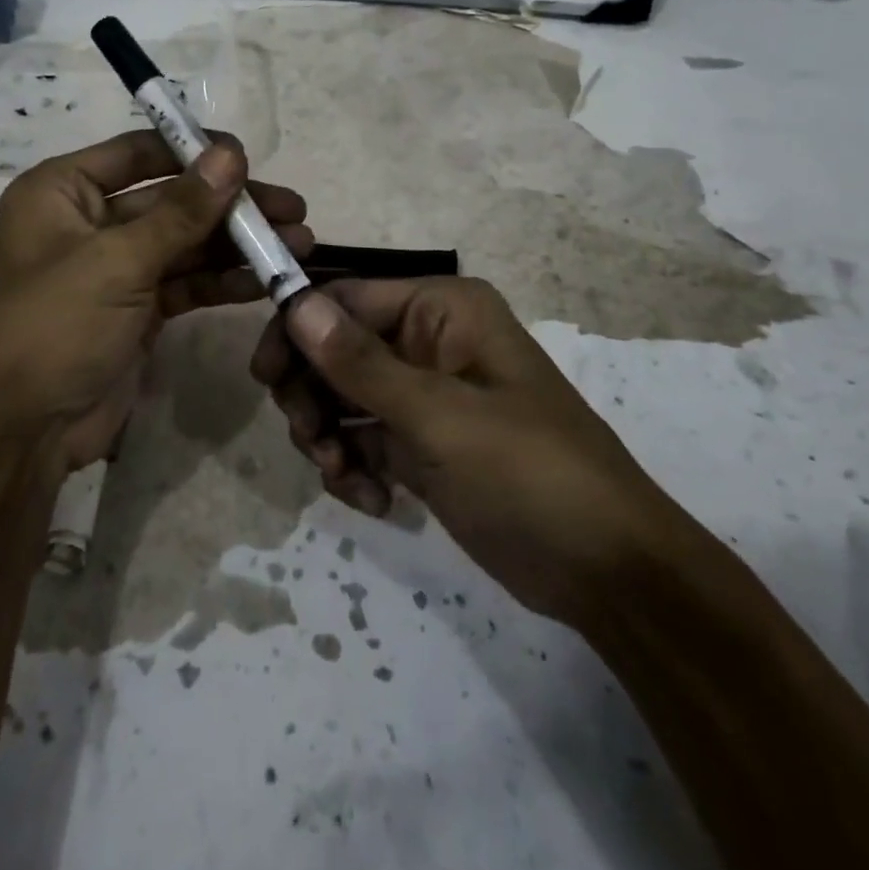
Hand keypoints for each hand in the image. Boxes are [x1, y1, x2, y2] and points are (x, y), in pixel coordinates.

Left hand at [0, 130, 310, 475]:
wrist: (22, 433)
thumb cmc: (55, 325)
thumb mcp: (118, 261)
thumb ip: (182, 210)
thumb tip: (231, 153)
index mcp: (62, 192)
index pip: (138, 152)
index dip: (194, 150)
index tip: (249, 157)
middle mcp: (87, 221)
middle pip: (171, 199)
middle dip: (231, 205)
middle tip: (293, 207)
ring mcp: (114, 268)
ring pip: (185, 242)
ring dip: (237, 244)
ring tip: (299, 243)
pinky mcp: (137, 309)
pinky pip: (186, 283)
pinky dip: (222, 281)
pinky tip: (265, 281)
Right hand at [252, 278, 683, 629]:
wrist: (605, 572)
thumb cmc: (529, 473)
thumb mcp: (439, 417)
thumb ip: (360, 362)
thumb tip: (294, 302)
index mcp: (440, 309)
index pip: (344, 297)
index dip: (297, 328)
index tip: (263, 376)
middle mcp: (426, 340)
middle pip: (333, 347)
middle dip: (312, 393)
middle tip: (310, 437)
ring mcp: (421, 393)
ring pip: (339, 396)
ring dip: (328, 436)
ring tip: (344, 476)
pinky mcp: (419, 441)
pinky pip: (359, 438)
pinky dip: (353, 467)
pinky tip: (374, 501)